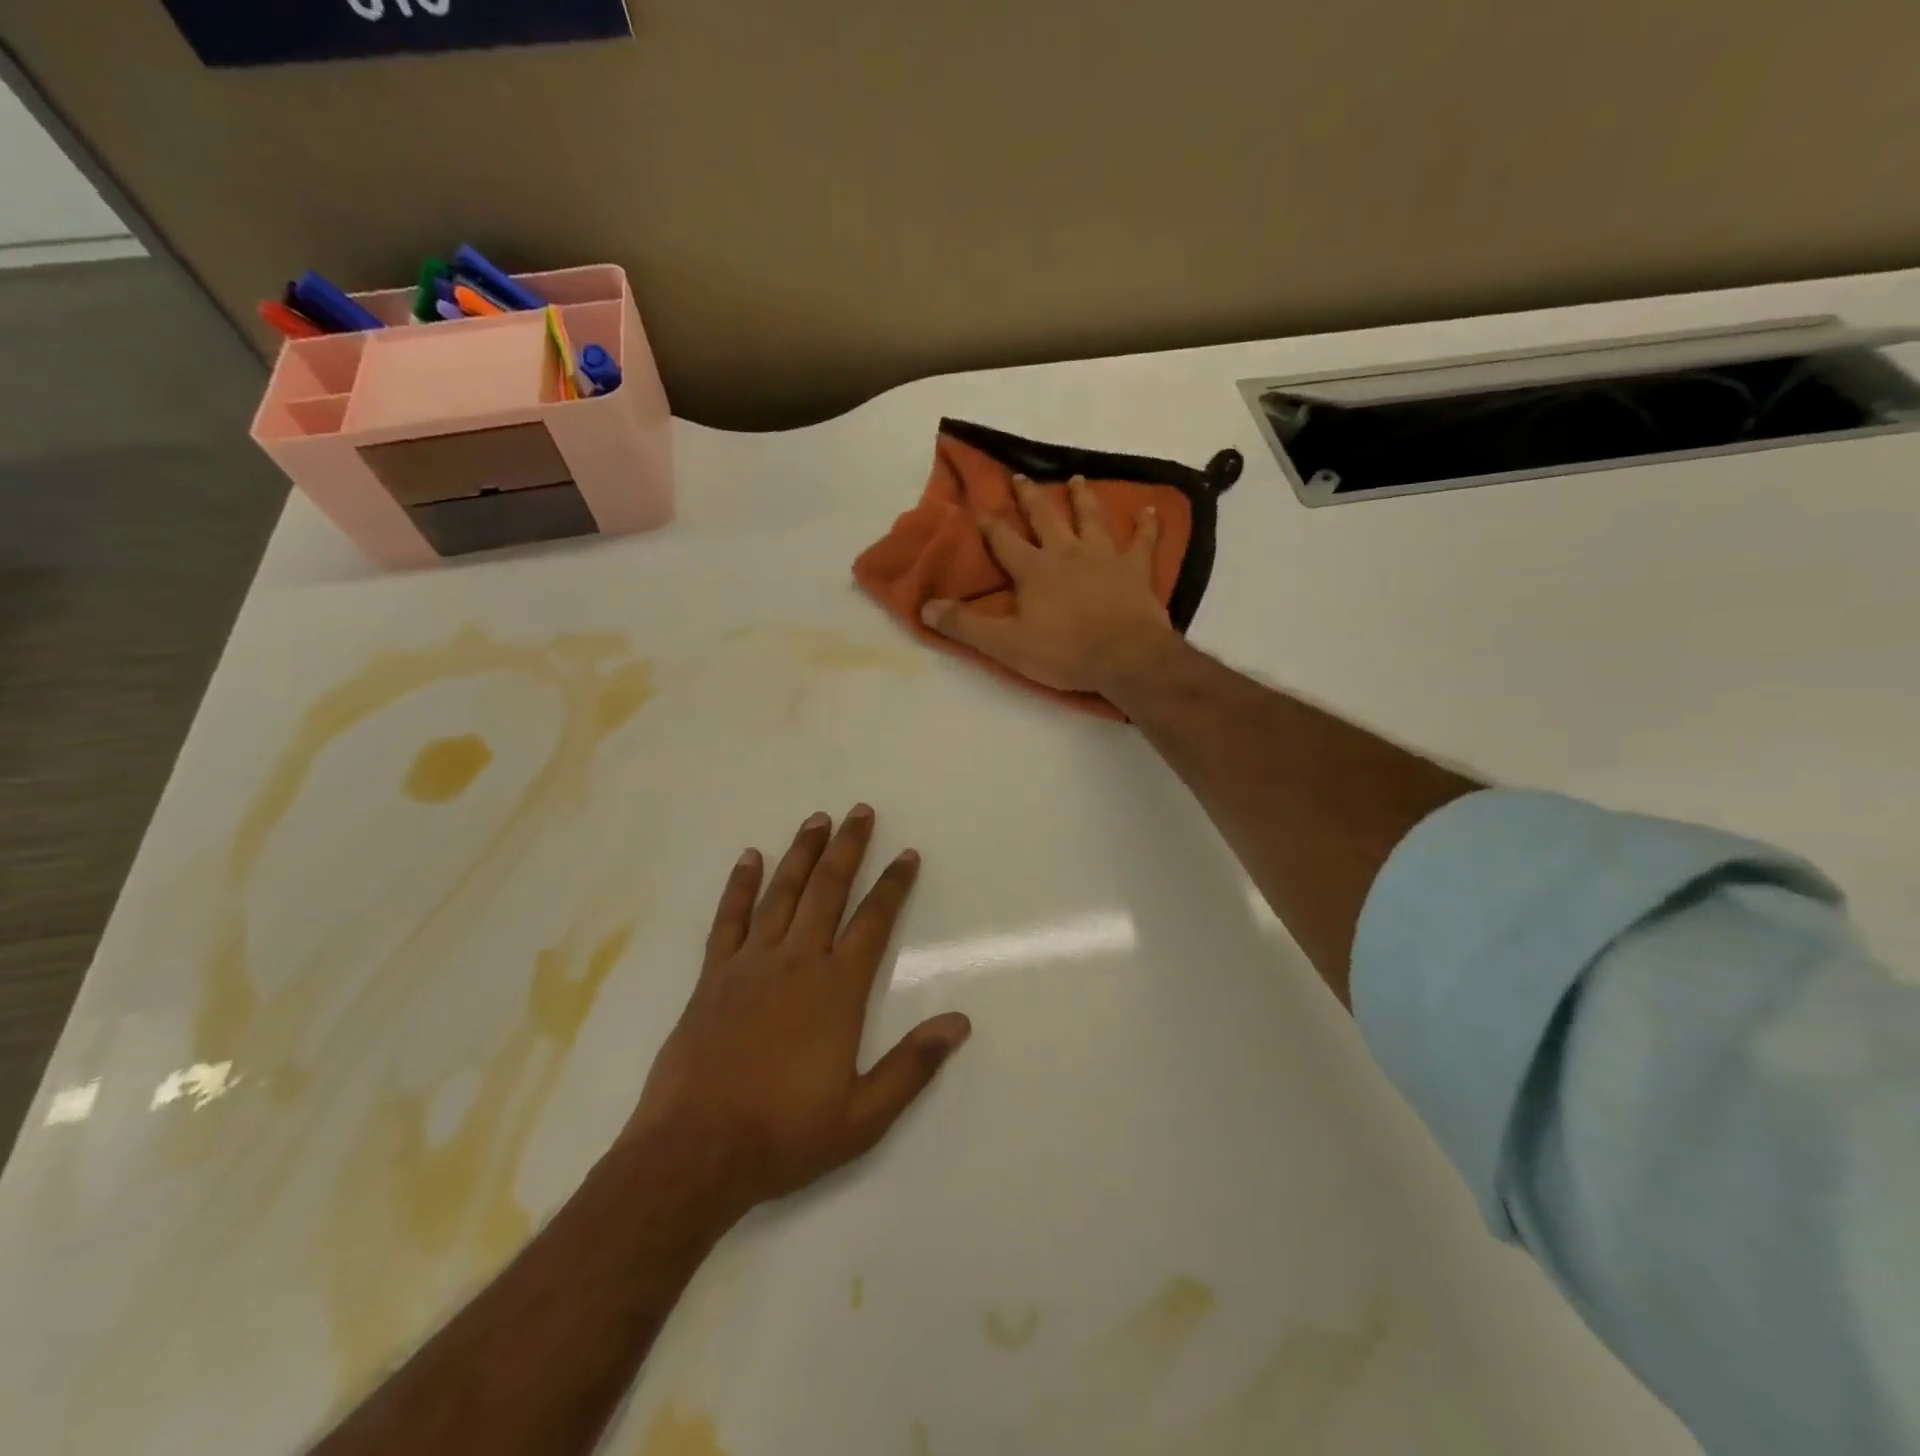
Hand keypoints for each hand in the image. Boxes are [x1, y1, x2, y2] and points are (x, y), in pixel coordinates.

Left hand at [624, 806, 969, 1226]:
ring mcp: (750, 964)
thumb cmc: (784, 1134)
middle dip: (847, 848)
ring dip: (802, 853)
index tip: (906, 855)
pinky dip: (740, 885)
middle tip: (860, 812)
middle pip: (828, 890)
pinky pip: (729, 918)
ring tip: (817, 820)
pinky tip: (750, 858)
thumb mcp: (863, 1116)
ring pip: (782, 893)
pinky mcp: (712, 976)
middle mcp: (796, 962)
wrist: (693, 1153)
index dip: (893, 885)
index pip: (873, 921)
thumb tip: (960, 1022)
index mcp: (837, 989)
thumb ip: (912, 1065)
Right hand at [920, 474, 1178, 697]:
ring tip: (1077, 479)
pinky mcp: (1135, 570)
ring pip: (1091, 518)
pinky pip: (1143, 541)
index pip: (1004, 541)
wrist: (1125, 657)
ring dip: (1082, 498)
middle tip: (1021, 476)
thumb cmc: (1064, 652)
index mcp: (1034, 569)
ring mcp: (1104, 557)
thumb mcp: (1006, 645)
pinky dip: (1147, 525)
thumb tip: (926, 608)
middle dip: (1030, 497)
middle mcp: (1067, 553)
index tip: (978, 507)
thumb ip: (965, 626)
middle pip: (1045, 517)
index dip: (989, 524)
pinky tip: (1151, 510)